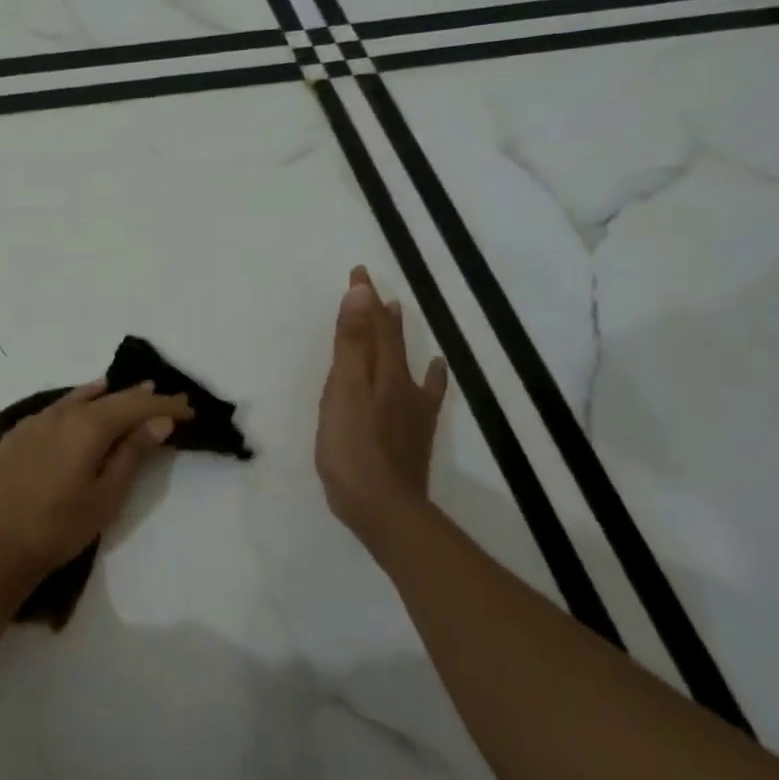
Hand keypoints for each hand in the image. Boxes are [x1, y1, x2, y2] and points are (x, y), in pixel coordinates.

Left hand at [0, 378, 193, 586]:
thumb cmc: (60, 527)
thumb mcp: (106, 495)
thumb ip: (132, 454)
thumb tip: (159, 420)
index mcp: (86, 426)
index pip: (134, 406)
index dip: (163, 405)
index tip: (189, 408)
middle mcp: (60, 414)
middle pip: (107, 398)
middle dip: (139, 398)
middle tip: (166, 398)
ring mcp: (34, 421)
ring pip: (79, 399)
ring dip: (108, 396)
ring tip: (132, 391)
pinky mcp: (17, 434)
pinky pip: (55, 409)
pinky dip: (77, 404)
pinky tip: (81, 406)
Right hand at [315, 266, 449, 550]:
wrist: (383, 506)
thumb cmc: (352, 447)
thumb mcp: (344, 390)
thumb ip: (352, 343)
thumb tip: (362, 293)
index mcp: (382, 372)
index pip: (374, 325)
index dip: (365, 299)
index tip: (359, 272)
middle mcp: (402, 383)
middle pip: (391, 339)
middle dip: (378, 312)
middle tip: (371, 288)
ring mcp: (411, 408)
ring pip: (405, 360)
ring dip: (398, 335)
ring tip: (397, 312)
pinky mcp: (412, 431)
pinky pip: (425, 392)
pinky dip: (429, 376)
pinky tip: (434, 371)